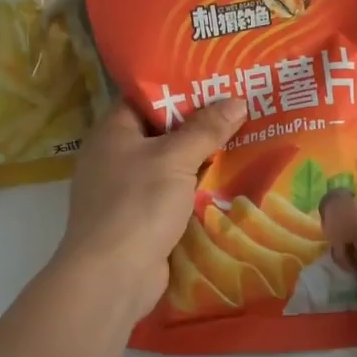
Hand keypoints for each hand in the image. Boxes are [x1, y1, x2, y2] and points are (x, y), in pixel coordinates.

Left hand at [56, 98, 248, 325]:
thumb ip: (205, 129)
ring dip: (201, 160)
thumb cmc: (137, 204)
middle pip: (161, 132)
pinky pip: (172, 196)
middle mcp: (114, 157)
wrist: (112, 275)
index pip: (145, 97)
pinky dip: (195, 191)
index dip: (179, 87)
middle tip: (241, 110)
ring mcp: (125, 191)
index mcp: (113, 132)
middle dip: (199, 124)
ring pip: (169, 166)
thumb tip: (237, 100)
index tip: (216, 81)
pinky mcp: (139, 221)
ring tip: (244, 142)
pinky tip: (229, 184)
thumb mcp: (175, 159)